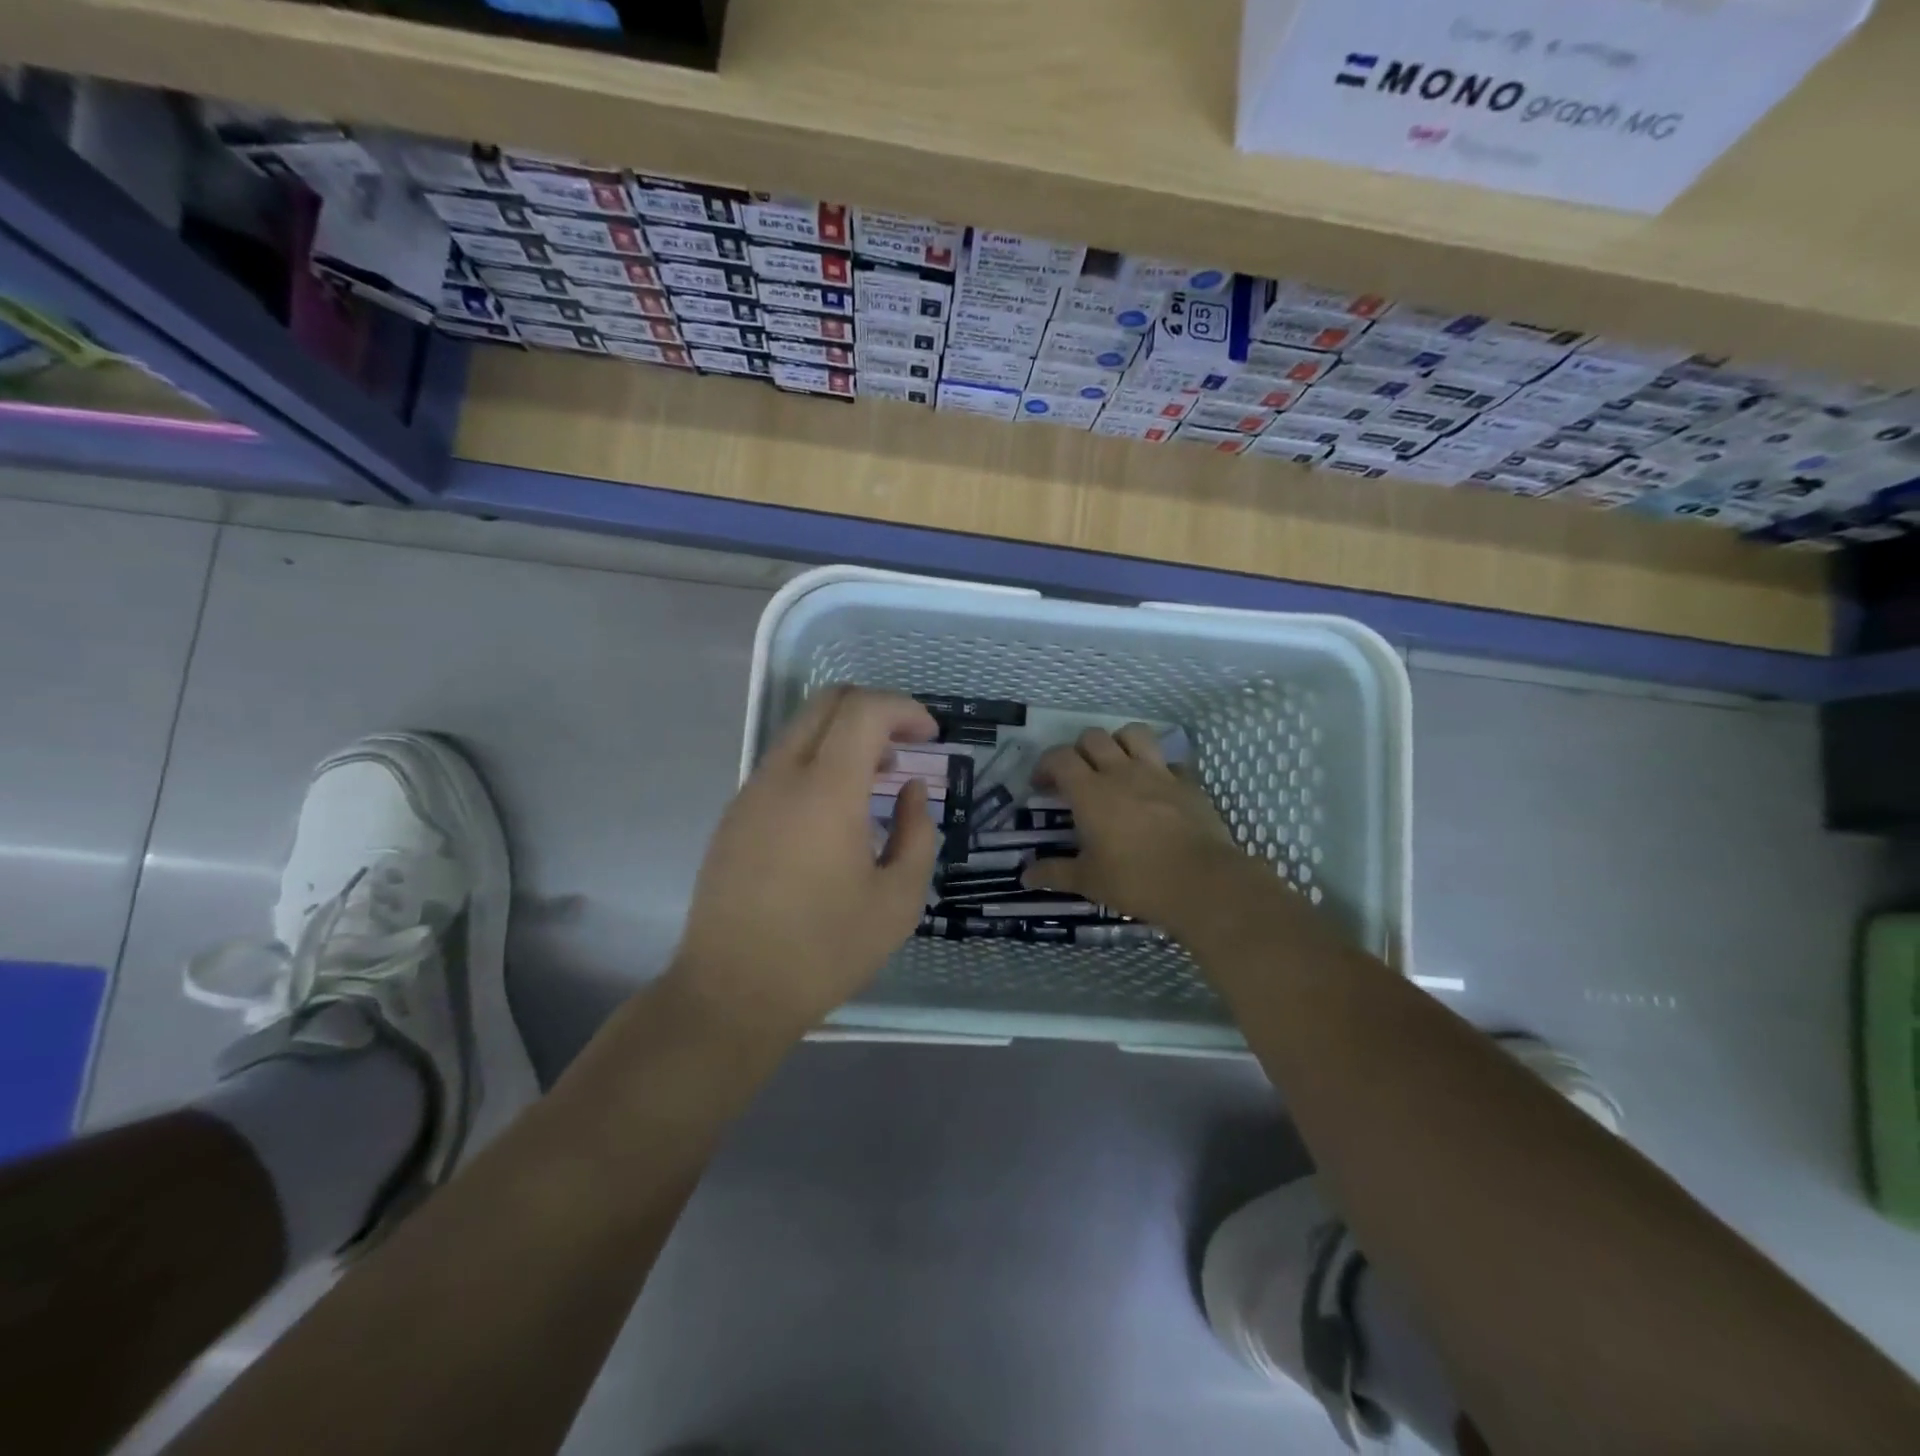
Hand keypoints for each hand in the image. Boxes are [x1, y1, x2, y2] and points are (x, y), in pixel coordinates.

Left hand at [671, 686, 938, 1041]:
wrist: (731, 993)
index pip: (864, 709)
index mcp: (826, 790)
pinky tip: (835, 813)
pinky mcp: (734, 816)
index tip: (931, 737)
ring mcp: (751, 793)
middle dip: (875, 709)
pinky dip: (818, 762)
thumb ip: (917, 834)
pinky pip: (782, 763)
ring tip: (876, 781)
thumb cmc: (825, 950)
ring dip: (845, 737)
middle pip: (827, 702)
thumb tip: (910, 792)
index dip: (905, 709)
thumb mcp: (898, 901)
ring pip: (801, 730)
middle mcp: (782, 775)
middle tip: (906, 746)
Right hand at [1021, 725, 1257, 932]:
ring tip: (1116, 766)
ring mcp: (1158, 773)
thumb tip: (1025, 876)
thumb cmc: (1136, 880)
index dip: (1045, 765)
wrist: (1202, 882)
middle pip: (1093, 737)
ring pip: (1133, 733)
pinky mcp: (1188, 783)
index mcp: (1090, 792)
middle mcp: (1121, 772)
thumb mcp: (1088, 881)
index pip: (1059, 757)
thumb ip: (1054, 873)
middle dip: (1078, 750)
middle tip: (1076, 777)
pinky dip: (1156, 768)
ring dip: (1119, 743)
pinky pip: (1168, 761)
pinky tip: (1155, 789)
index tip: (1041, 787)